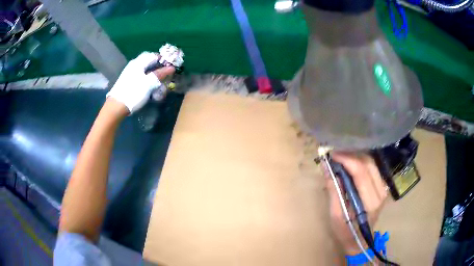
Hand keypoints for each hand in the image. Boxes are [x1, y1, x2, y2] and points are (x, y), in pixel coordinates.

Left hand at [107, 52, 174, 113]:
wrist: (117, 106)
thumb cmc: (134, 92)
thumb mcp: (149, 83)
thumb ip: (160, 74)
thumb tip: (172, 67)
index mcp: (138, 62)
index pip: (154, 55)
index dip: (163, 59)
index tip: (170, 66)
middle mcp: (133, 65)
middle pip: (148, 62)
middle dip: (158, 67)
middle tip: (165, 75)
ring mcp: (129, 73)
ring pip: (144, 69)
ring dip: (153, 74)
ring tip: (159, 82)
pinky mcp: (127, 81)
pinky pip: (140, 76)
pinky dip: (147, 79)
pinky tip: (149, 87)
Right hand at [323, 152, 388, 254]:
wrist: (360, 239)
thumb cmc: (346, 231)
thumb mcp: (336, 215)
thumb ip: (334, 190)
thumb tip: (326, 167)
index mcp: (370, 202)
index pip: (361, 172)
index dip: (347, 159)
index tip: (332, 154)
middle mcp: (381, 192)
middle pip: (368, 163)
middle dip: (351, 154)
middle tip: (335, 153)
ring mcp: (383, 188)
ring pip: (372, 162)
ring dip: (356, 156)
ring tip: (341, 156)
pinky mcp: (382, 186)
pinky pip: (372, 167)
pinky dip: (361, 161)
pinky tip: (350, 162)